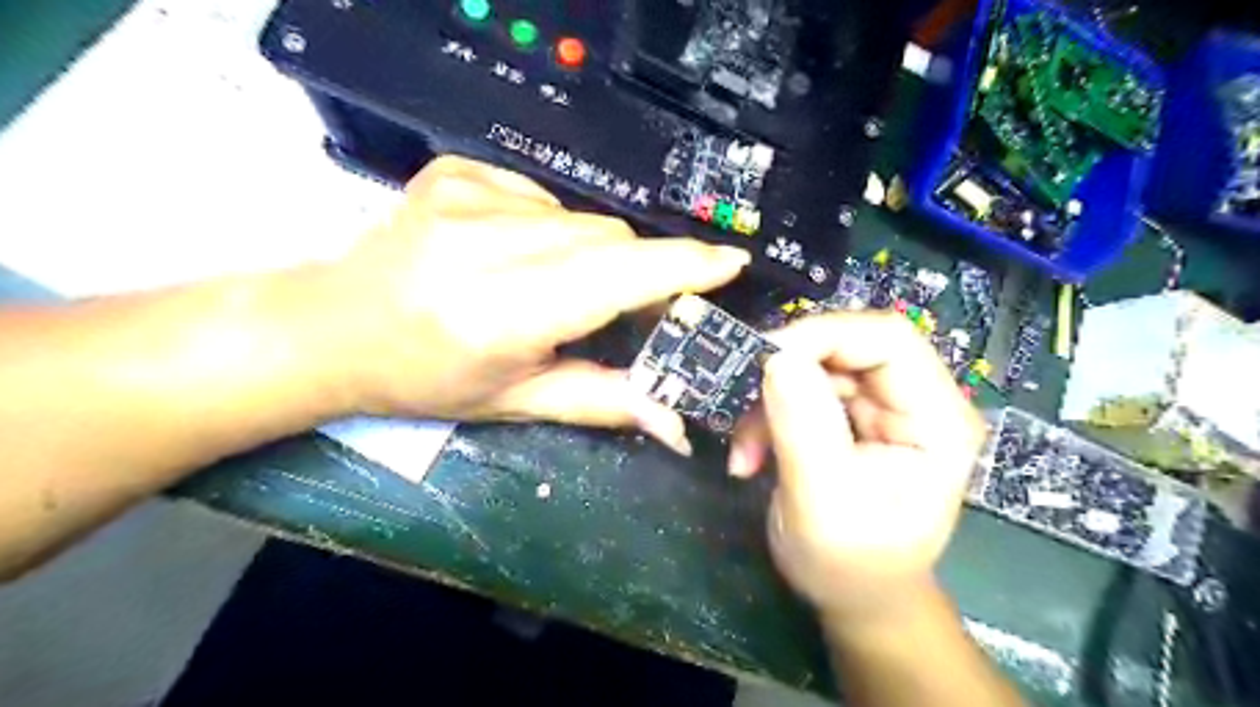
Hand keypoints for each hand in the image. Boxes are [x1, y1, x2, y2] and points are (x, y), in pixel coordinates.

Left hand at [310, 155, 752, 450]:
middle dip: (633, 271)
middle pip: (607, 238)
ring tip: (550, 286)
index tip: (730, 263)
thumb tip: (676, 420)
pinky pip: (542, 194)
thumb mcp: (516, 401)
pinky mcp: (456, 171)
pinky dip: (550, 226)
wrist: (333, 327)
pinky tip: (512, 253)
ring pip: (579, 216)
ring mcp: (467, 196)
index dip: (680, 268)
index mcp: (502, 312)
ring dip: (590, 252)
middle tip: (621, 308)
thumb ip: (602, 400)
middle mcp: (486, 243)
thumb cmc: (426, 379)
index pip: (615, 275)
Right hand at [728, 311, 982, 623]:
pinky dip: (767, 415)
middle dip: (787, 375)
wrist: (856, 596)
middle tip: (742, 407)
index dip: (824, 335)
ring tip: (745, 450)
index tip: (764, 360)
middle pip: (848, 346)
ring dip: (769, 402)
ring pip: (816, 366)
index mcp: (937, 420)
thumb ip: (805, 428)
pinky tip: (751, 453)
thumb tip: (777, 357)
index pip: (888, 340)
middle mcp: (916, 401)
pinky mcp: (852, 416)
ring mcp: (883, 407)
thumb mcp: (823, 503)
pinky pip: (802, 390)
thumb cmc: (851, 565)